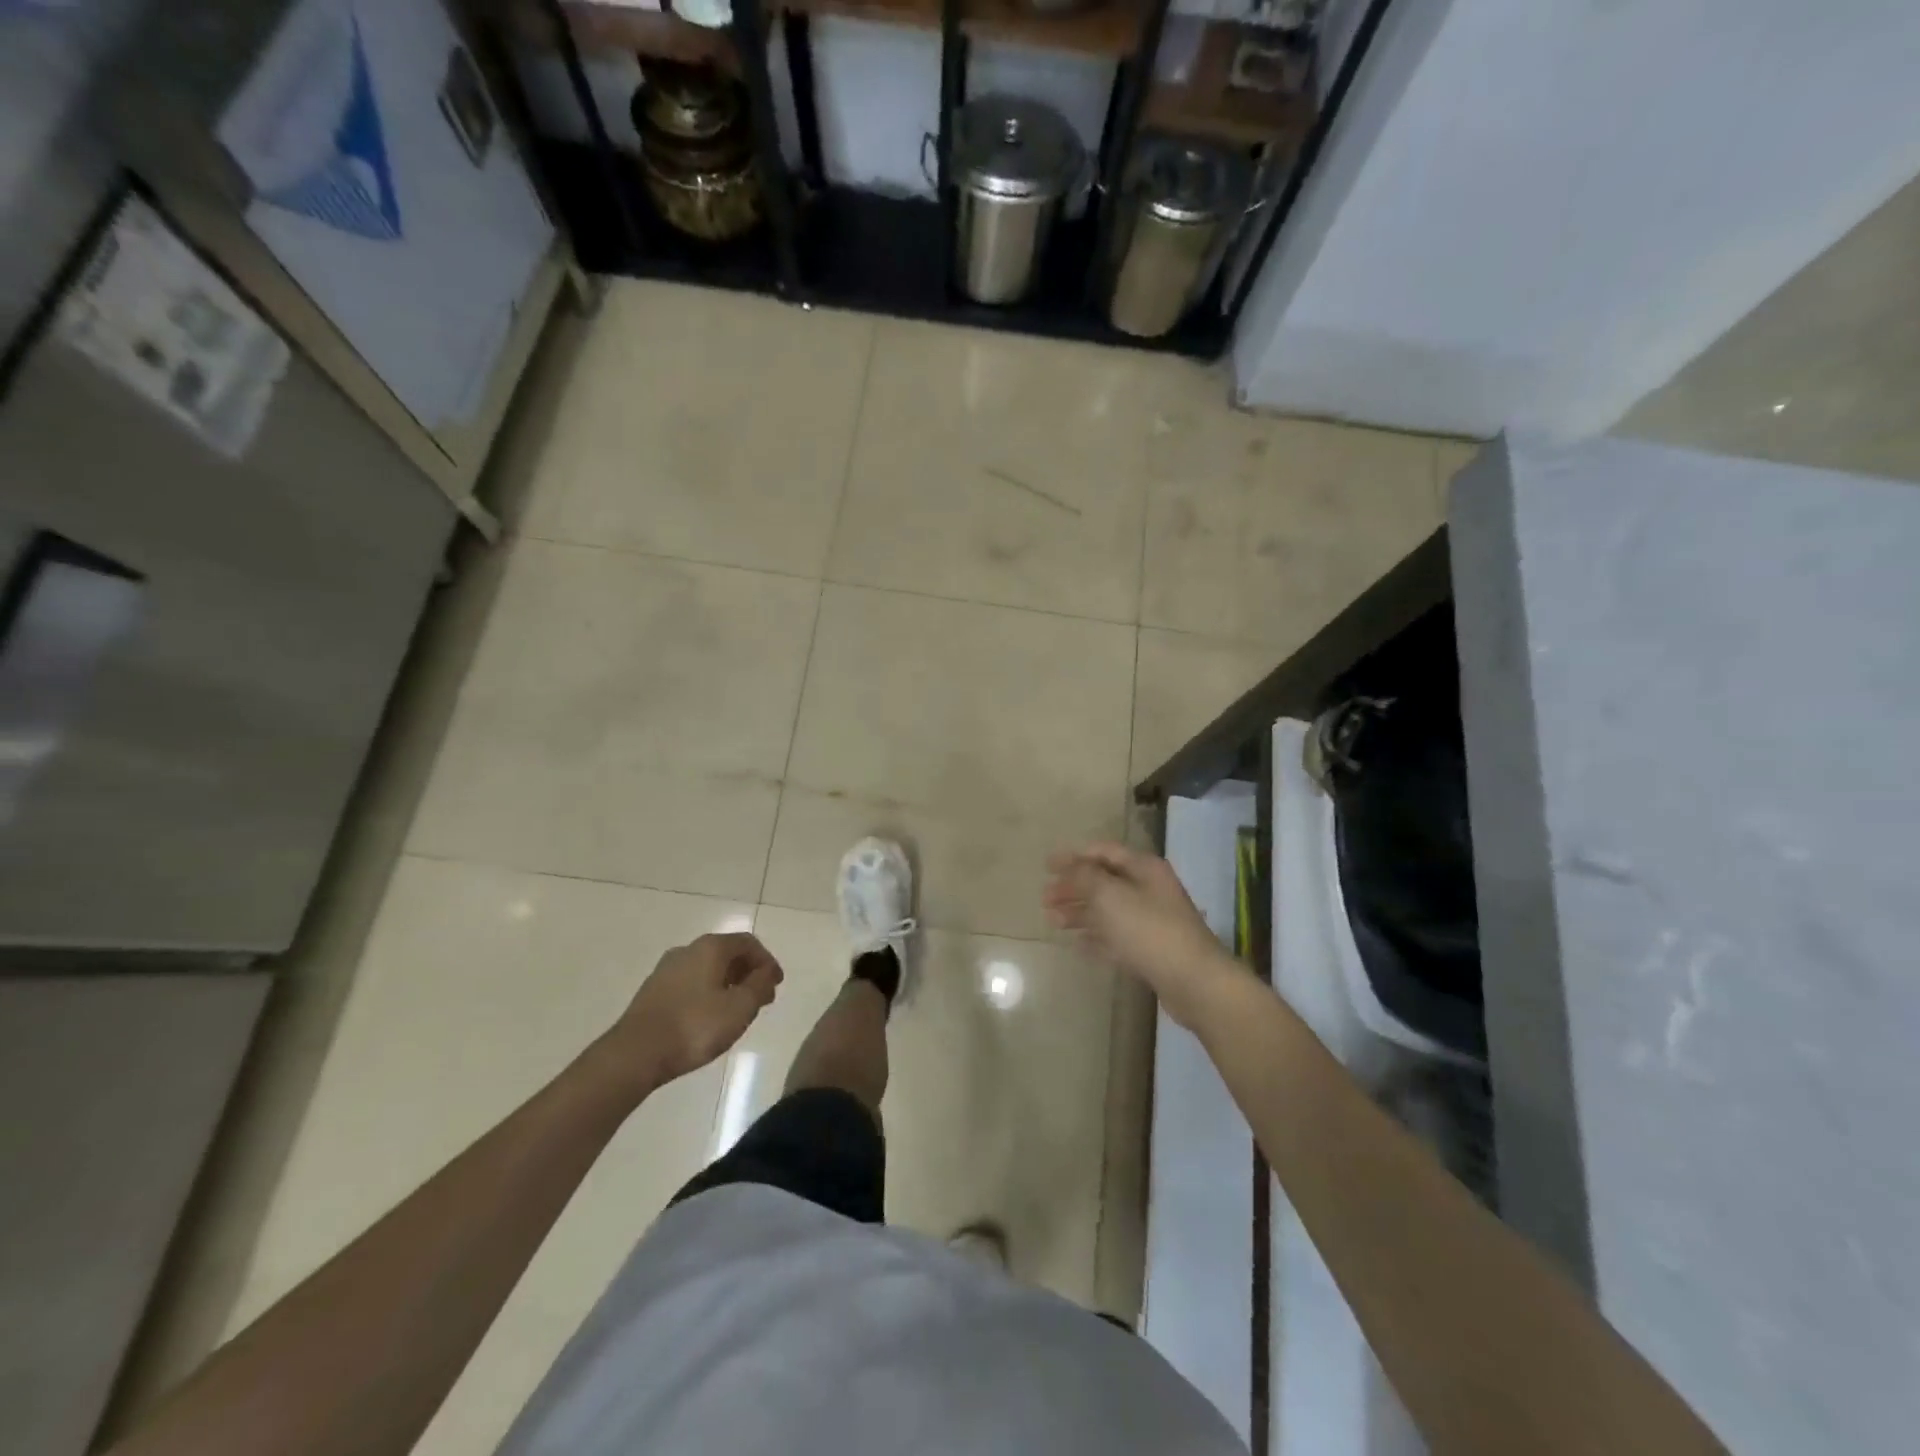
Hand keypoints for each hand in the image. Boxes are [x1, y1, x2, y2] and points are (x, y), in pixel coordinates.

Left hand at [611, 932, 782, 1086]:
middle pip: (727, 954)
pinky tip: (709, 1018)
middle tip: (761, 998)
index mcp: (711, 947)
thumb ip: (760, 985)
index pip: (748, 943)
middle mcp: (687, 950)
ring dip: (728, 984)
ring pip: (707, 969)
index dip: (767, 962)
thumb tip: (767, 972)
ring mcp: (666, 970)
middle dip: (748, 973)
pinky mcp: (653, 991)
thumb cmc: (695, 1026)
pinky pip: (690, 983)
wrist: (635, 1054)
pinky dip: (708, 993)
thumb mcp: (740, 1007)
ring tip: (737, 1011)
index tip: (776, 985)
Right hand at [1044, 842, 1242, 1028]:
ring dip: (1080, 913)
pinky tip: (1078, 945)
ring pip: (1108, 910)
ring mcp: (1152, 921)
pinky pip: (1117, 937)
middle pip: (1104, 881)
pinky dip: (1096, 938)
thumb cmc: (1149, 930)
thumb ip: (1085, 877)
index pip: (1103, 852)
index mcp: (1143, 868)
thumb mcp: (1110, 895)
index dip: (1074, 856)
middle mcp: (1149, 889)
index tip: (1046, 866)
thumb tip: (1069, 866)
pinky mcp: (1151, 950)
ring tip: (1053, 922)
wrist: (1193, 981)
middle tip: (1045, 898)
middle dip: (1073, 887)